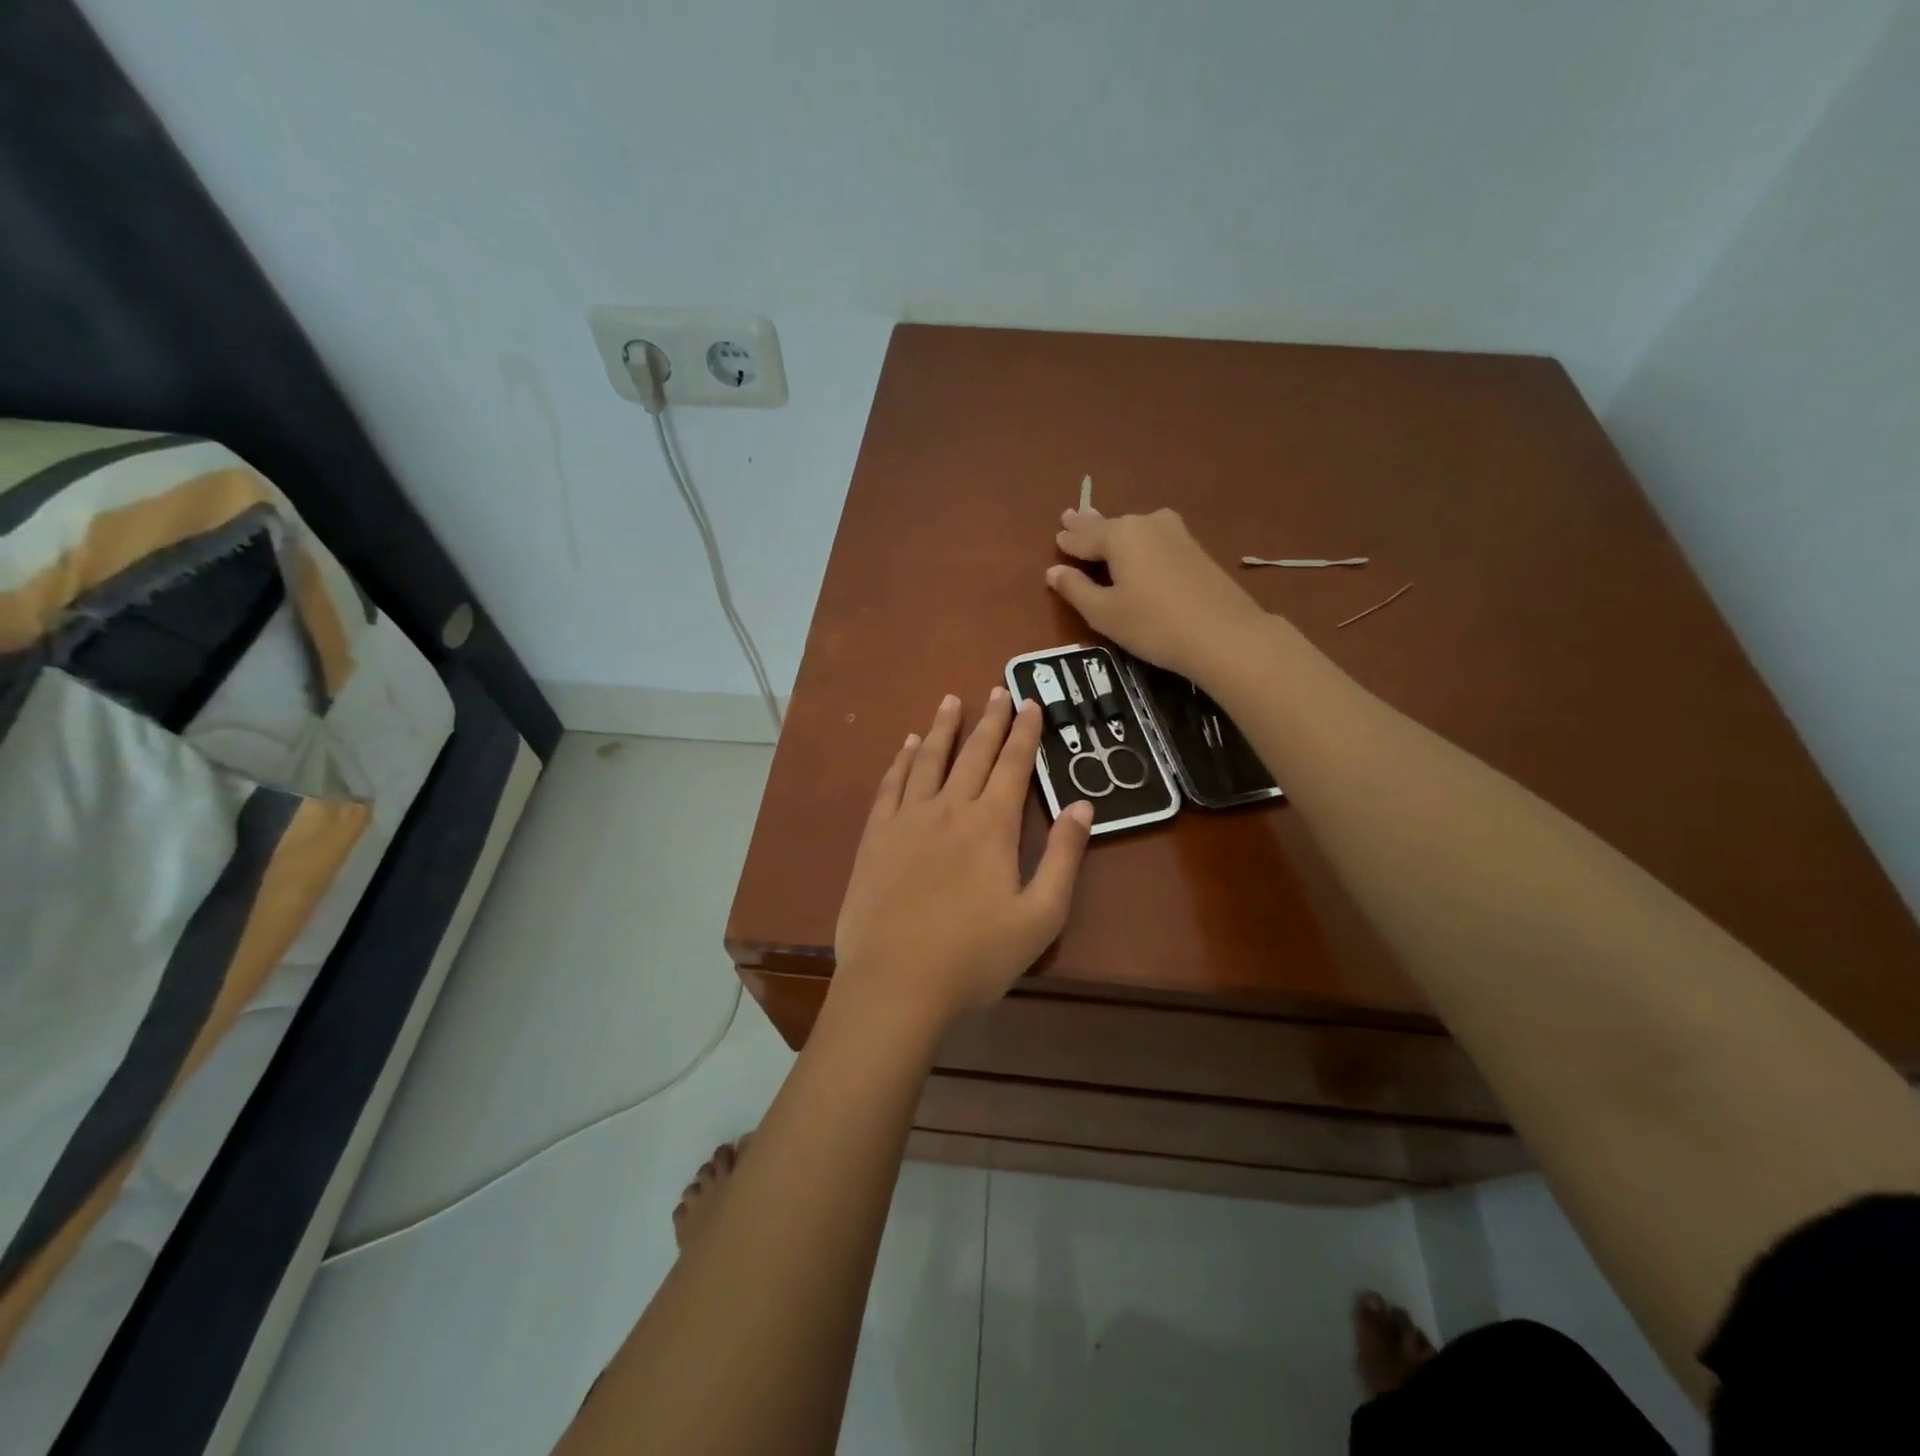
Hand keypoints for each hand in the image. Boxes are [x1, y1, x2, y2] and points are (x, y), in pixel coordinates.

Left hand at [832, 689, 1093, 1035]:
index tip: (1031, 703)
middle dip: (990, 720)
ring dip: (943, 728)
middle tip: (998, 690)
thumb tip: (1083, 806)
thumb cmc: (975, 957)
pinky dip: (902, 760)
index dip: (1025, 732)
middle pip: (973, 753)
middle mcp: (949, 809)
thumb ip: (1064, 858)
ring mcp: (907, 820)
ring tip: (951, 700)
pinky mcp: (876, 837)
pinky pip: (891, 785)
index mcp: (992, 826)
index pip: (1013, 765)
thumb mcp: (1040, 916)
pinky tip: (908, 746)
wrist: (897, 983)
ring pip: (929, 760)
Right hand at [1047, 508, 1267, 680]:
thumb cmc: (1152, 624)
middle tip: (1070, 516)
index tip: (1056, 537)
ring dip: (1115, 531)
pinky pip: (1153, 539)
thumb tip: (1053, 572)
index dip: (1068, 541)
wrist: (1224, 634)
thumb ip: (1076, 589)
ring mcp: (1175, 533)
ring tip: (1100, 528)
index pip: (1083, 537)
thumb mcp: (1104, 613)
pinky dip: (1138, 541)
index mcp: (1119, 534)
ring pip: (1134, 530)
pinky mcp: (1194, 549)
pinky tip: (1136, 546)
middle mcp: (1146, 523)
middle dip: (1088, 524)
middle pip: (1109, 526)